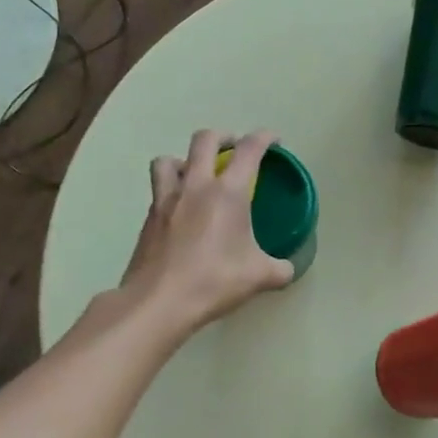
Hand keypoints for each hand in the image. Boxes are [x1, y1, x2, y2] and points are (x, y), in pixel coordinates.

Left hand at [119, 129, 294, 333]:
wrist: (159, 301)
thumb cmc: (214, 281)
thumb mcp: (259, 277)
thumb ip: (279, 269)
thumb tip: (288, 269)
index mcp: (228, 192)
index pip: (249, 150)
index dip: (263, 138)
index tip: (273, 140)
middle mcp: (195, 186)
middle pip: (204, 140)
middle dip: (223, 137)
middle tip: (233, 148)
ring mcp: (166, 199)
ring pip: (169, 160)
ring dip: (184, 159)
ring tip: (195, 175)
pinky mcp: (149, 218)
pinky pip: (158, 190)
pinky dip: (171, 190)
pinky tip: (181, 211)